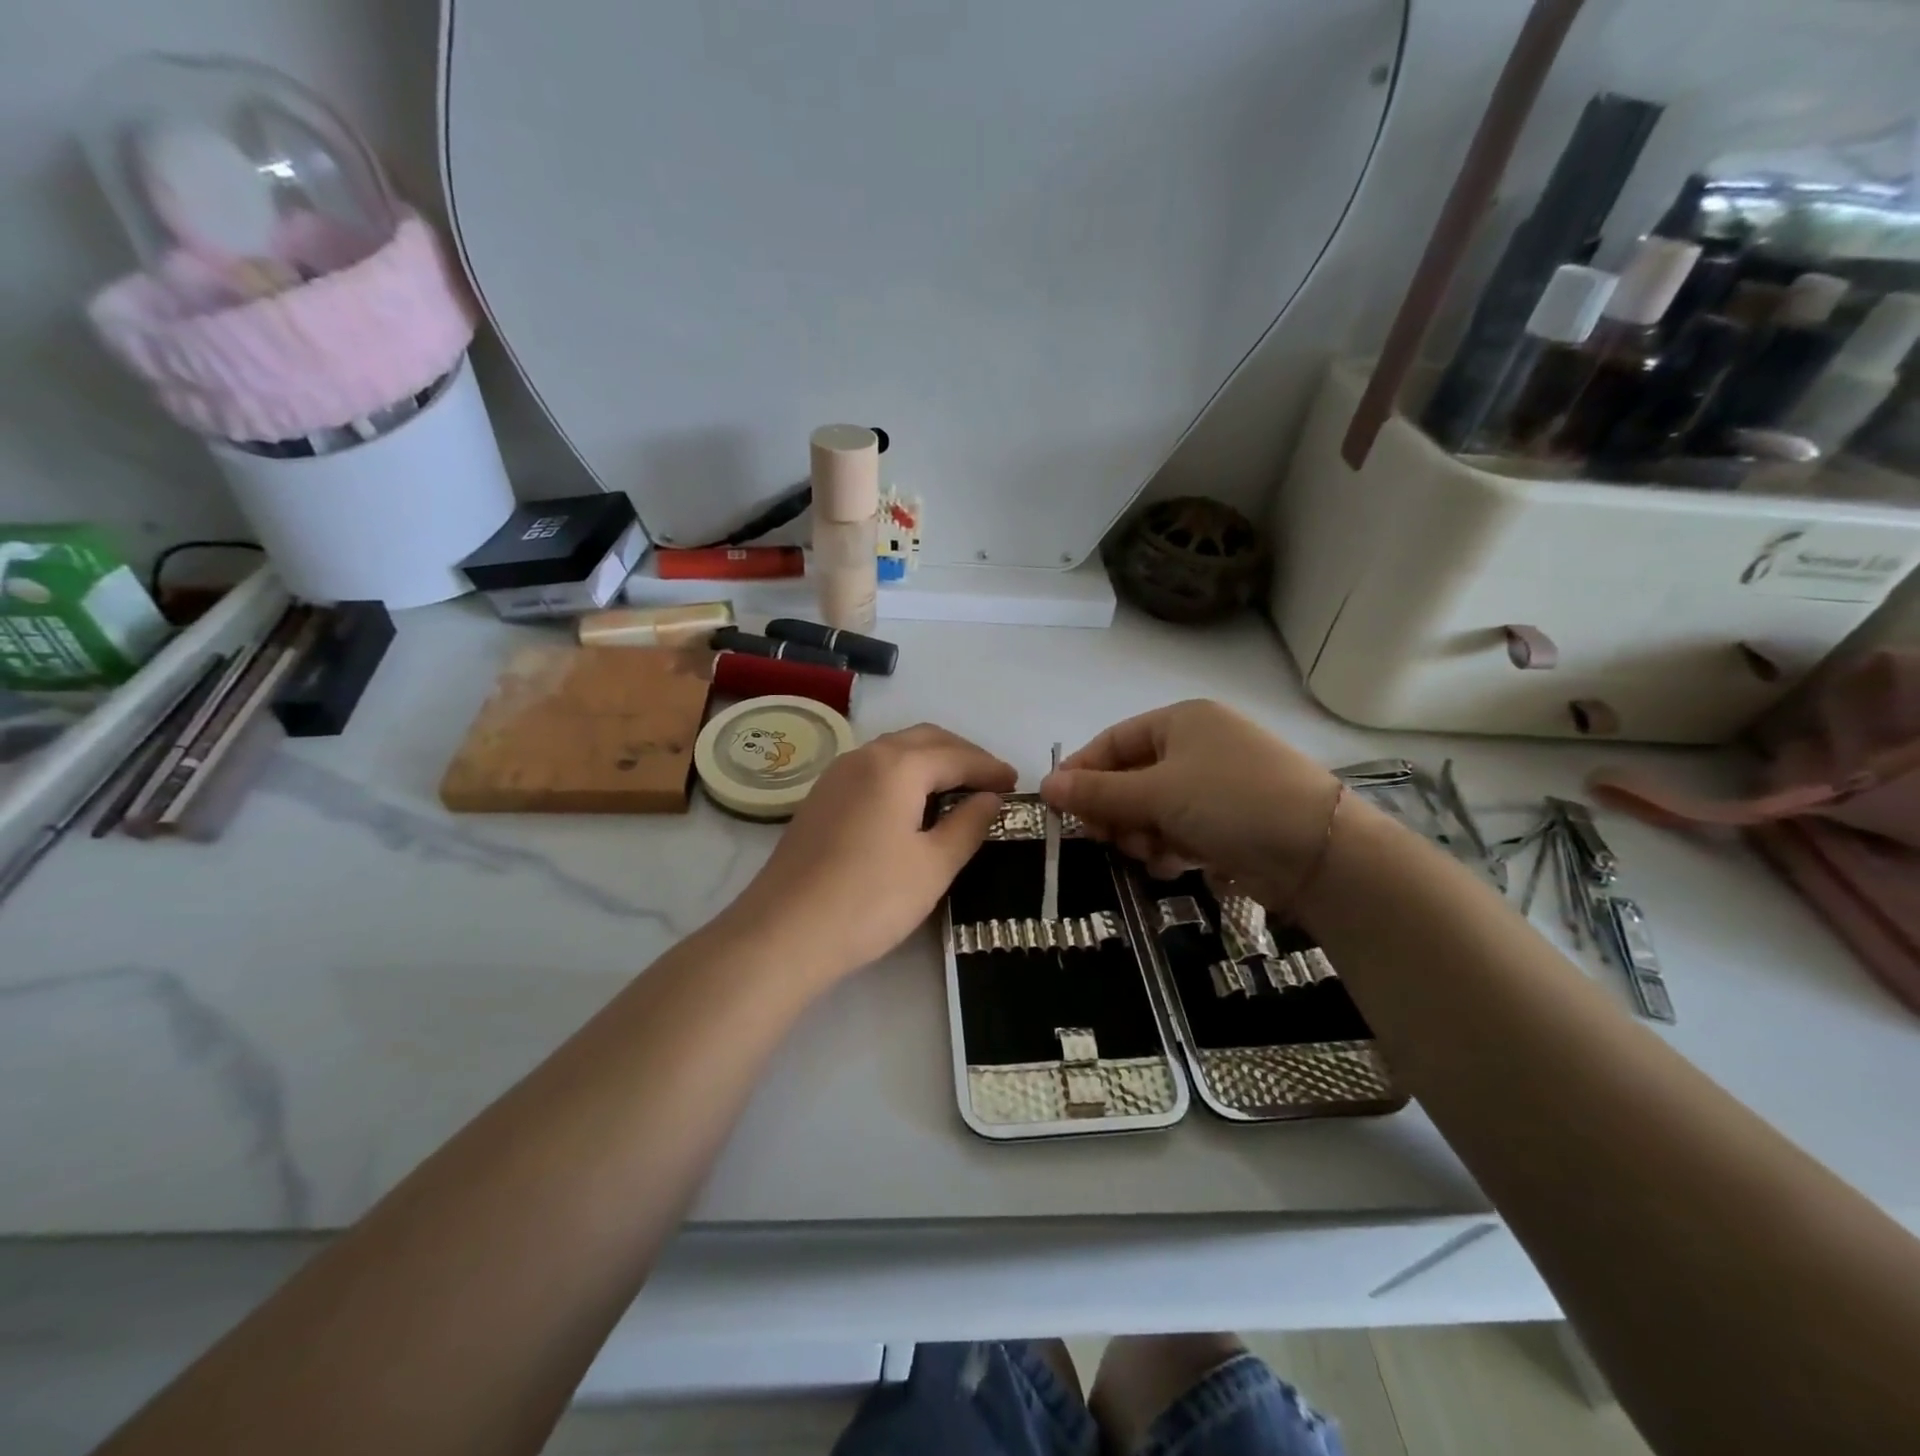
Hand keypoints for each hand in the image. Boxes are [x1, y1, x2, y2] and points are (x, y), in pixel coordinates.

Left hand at [722, 724, 1016, 984]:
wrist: (785, 933)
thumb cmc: (871, 898)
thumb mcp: (934, 865)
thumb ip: (968, 825)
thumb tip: (990, 799)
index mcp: (897, 765)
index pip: (955, 755)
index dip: (990, 768)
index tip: (1017, 784)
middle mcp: (864, 756)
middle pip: (924, 739)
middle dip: (962, 754)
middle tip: (992, 782)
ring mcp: (836, 775)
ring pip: (895, 751)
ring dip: (931, 761)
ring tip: (959, 790)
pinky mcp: (821, 798)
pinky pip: (874, 770)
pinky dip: (904, 775)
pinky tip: (913, 804)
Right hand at [1039, 700, 1340, 908]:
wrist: (1319, 850)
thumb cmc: (1228, 801)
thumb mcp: (1155, 793)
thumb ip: (1097, 793)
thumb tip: (1045, 786)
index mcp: (1181, 721)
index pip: (1113, 742)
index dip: (1083, 773)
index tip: (1057, 807)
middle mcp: (1198, 746)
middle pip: (1132, 778)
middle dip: (1116, 811)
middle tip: (1104, 839)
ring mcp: (1217, 785)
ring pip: (1153, 809)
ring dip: (1142, 833)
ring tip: (1150, 853)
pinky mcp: (1231, 821)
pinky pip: (1180, 830)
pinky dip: (1170, 847)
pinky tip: (1176, 863)